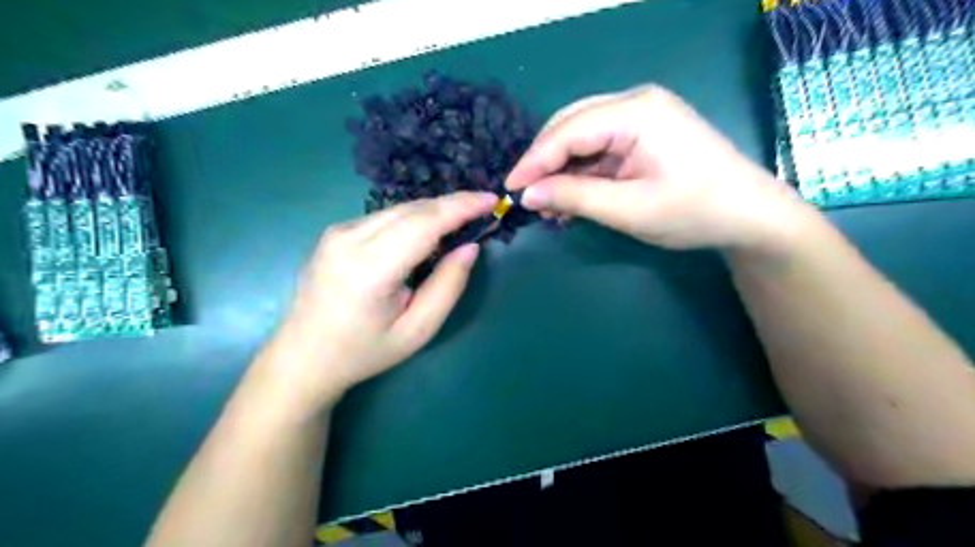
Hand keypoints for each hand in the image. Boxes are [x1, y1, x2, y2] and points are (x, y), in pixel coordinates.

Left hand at [263, 191, 495, 410]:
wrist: (303, 357)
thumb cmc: (364, 351)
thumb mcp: (417, 330)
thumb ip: (447, 286)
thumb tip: (469, 247)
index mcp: (370, 269)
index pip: (424, 223)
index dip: (460, 207)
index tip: (491, 199)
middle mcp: (349, 240)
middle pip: (412, 209)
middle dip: (452, 204)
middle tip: (483, 209)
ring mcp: (338, 232)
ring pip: (398, 209)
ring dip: (433, 211)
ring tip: (460, 221)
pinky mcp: (334, 232)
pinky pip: (384, 216)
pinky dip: (412, 218)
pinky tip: (426, 232)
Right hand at [507, 85, 815, 252]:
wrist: (749, 215)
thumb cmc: (694, 211)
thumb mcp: (629, 210)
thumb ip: (575, 198)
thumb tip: (528, 195)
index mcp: (636, 112)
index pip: (568, 130)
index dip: (534, 160)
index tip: (509, 189)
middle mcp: (635, 102)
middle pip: (571, 126)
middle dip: (546, 162)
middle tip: (528, 198)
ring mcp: (641, 116)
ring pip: (582, 137)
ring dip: (562, 170)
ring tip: (551, 207)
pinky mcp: (643, 133)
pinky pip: (599, 148)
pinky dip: (582, 173)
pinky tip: (574, 198)